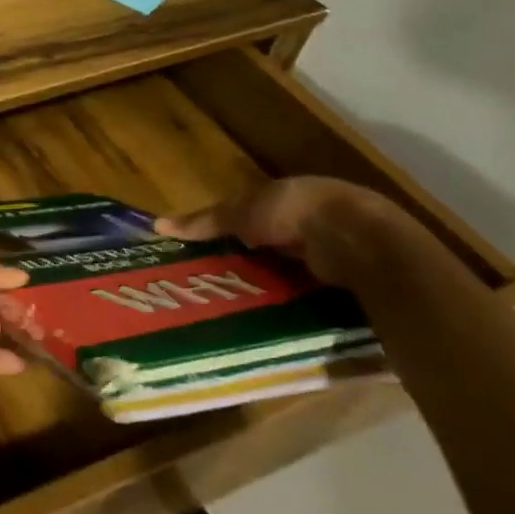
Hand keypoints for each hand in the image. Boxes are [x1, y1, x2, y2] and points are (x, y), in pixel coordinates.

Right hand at [156, 176, 411, 285]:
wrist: (357, 240)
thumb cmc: (295, 212)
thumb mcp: (241, 211)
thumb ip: (205, 221)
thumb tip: (157, 225)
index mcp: (291, 196)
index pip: (256, 213)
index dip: (232, 230)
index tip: (206, 251)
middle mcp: (315, 221)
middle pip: (273, 243)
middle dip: (250, 261)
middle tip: (216, 284)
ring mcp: (336, 252)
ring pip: (292, 271)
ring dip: (271, 284)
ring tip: (236, 306)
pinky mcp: (347, 282)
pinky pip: (311, 294)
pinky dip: (293, 303)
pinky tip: (269, 316)